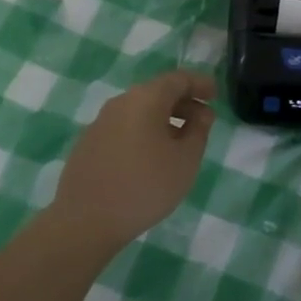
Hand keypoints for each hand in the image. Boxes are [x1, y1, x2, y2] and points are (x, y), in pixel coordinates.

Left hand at [49, 70, 216, 254]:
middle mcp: (121, 102)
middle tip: (203, 122)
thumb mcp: (185, 161)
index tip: (215, 95)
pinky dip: (143, 132)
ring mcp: (100, 122)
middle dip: (183, 103)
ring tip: (180, 142)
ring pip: (139, 110)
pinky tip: (150, 157)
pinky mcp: (89, 143)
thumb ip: (199, 132)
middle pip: (157, 92)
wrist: (85, 220)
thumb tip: (201, 114)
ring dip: (163, 119)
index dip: (200, 84)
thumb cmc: (144, 186)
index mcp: (145, 99)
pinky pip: (124, 127)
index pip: (178, 79)